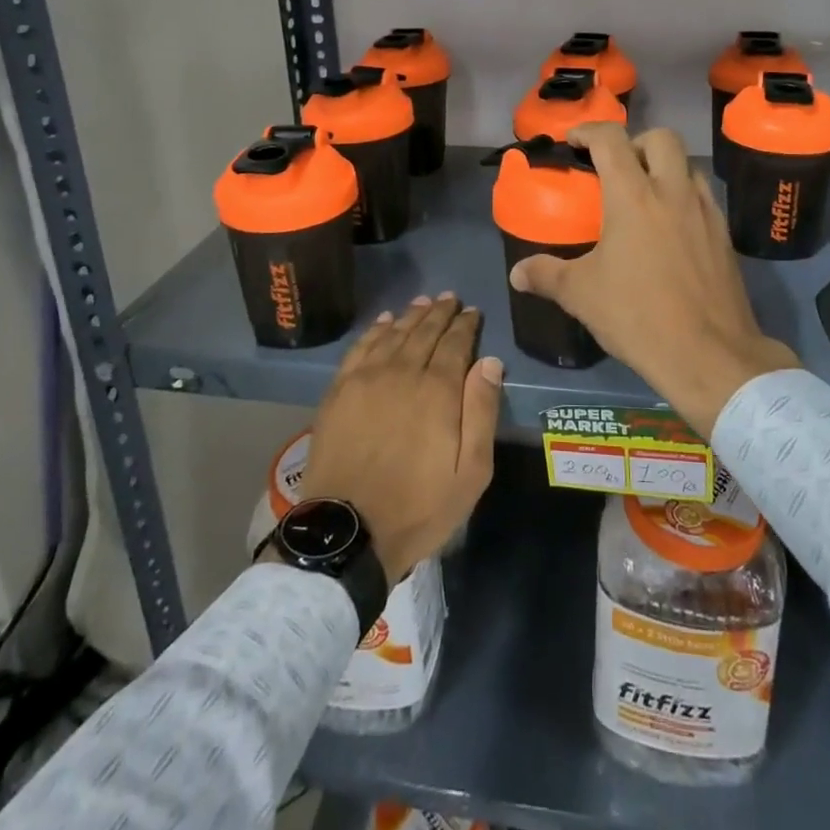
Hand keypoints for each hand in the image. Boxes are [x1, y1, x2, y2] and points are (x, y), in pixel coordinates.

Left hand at [299, 295, 502, 584]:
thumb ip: (482, 412)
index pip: (456, 344)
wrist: (348, 531)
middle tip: (450, 298)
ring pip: (394, 334)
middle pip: (424, 332)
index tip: (472, 312)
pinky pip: (361, 347)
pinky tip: (384, 321)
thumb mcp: (470, 472)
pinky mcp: (339, 390)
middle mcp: (403, 372)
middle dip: (440, 313)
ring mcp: (367, 379)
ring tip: (423, 302)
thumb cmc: (418, 507)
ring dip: (411, 315)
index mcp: (438, 391)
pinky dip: (375, 330)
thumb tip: (489, 362)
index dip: (465, 325)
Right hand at [509, 123, 798, 435]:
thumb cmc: (638, 316)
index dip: (588, 131)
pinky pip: (703, 198)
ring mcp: (705, 212)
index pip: (611, 140)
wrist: (710, 355)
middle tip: (616, 167)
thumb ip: (546, 275)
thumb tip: (517, 273)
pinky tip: (670, 229)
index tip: (573, 141)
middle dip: (635, 142)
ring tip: (644, 196)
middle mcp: (673, 192)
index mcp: (633, 196)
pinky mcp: (725, 236)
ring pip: (688, 166)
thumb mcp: (581, 295)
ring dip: (664, 168)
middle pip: (660, 138)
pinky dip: (684, 197)